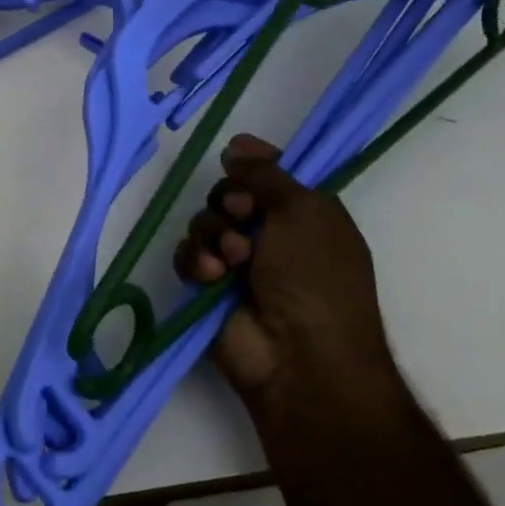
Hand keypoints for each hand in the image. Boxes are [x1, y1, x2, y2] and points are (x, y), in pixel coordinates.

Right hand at [174, 134, 397, 404]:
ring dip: (215, 235)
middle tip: (243, 216)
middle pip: (229, 194)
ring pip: (205, 222)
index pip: (271, 173)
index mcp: (305, 214)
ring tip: (233, 260)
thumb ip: (266, 173)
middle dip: (230, 201)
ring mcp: (239, 263)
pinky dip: (197, 261)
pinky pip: (188, 255)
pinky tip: (211, 276)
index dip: (253, 162)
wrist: (301, 360)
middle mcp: (272, 235)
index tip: (236, 156)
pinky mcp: (209, 287)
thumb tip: (236, 145)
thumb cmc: (316, 279)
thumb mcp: (304, 211)